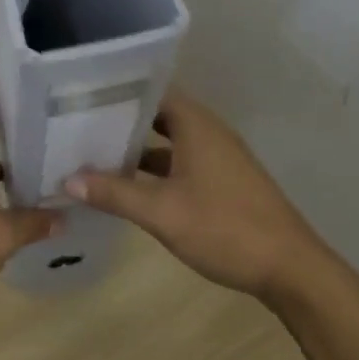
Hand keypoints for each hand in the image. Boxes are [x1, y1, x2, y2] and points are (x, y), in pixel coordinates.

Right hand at [65, 90, 331, 301]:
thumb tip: (68, 180)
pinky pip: (183, 161)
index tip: (85, 95)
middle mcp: (208, 132)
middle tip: (81, 124)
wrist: (290, 268)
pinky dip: (157, 168)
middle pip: (159, 114)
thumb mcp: (162, 212)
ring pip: (171, 140)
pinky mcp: (224, 181)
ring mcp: (219, 157)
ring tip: (96, 153)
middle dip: (123, 120)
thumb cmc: (224, 228)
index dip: (120, 91)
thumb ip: (114, 194)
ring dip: (139, 147)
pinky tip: (131, 187)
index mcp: (196, 125)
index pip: (153, 90)